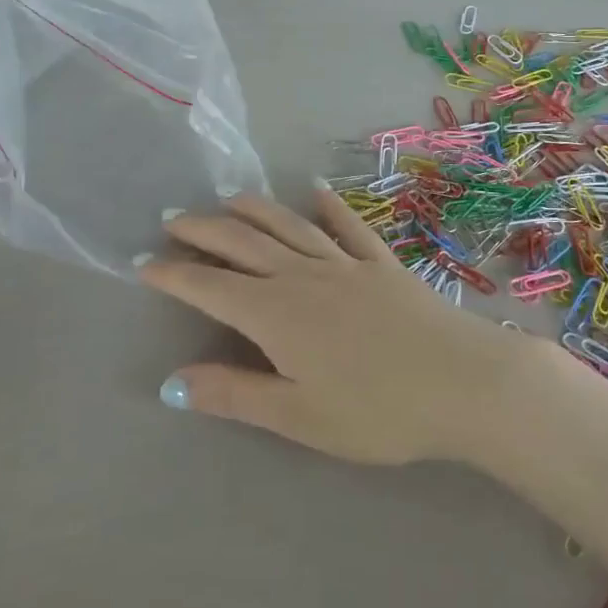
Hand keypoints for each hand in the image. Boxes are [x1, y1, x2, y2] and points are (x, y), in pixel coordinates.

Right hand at [140, 190, 536, 464]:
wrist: (464, 381)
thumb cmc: (379, 410)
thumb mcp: (299, 416)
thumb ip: (235, 395)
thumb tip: (172, 382)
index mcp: (277, 314)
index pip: (211, 288)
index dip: (175, 274)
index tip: (143, 262)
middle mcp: (304, 276)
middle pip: (244, 244)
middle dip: (204, 230)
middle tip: (173, 218)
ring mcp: (346, 264)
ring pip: (289, 226)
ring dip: (254, 210)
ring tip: (227, 198)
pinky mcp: (382, 262)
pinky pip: (348, 226)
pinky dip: (329, 206)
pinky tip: (317, 191)